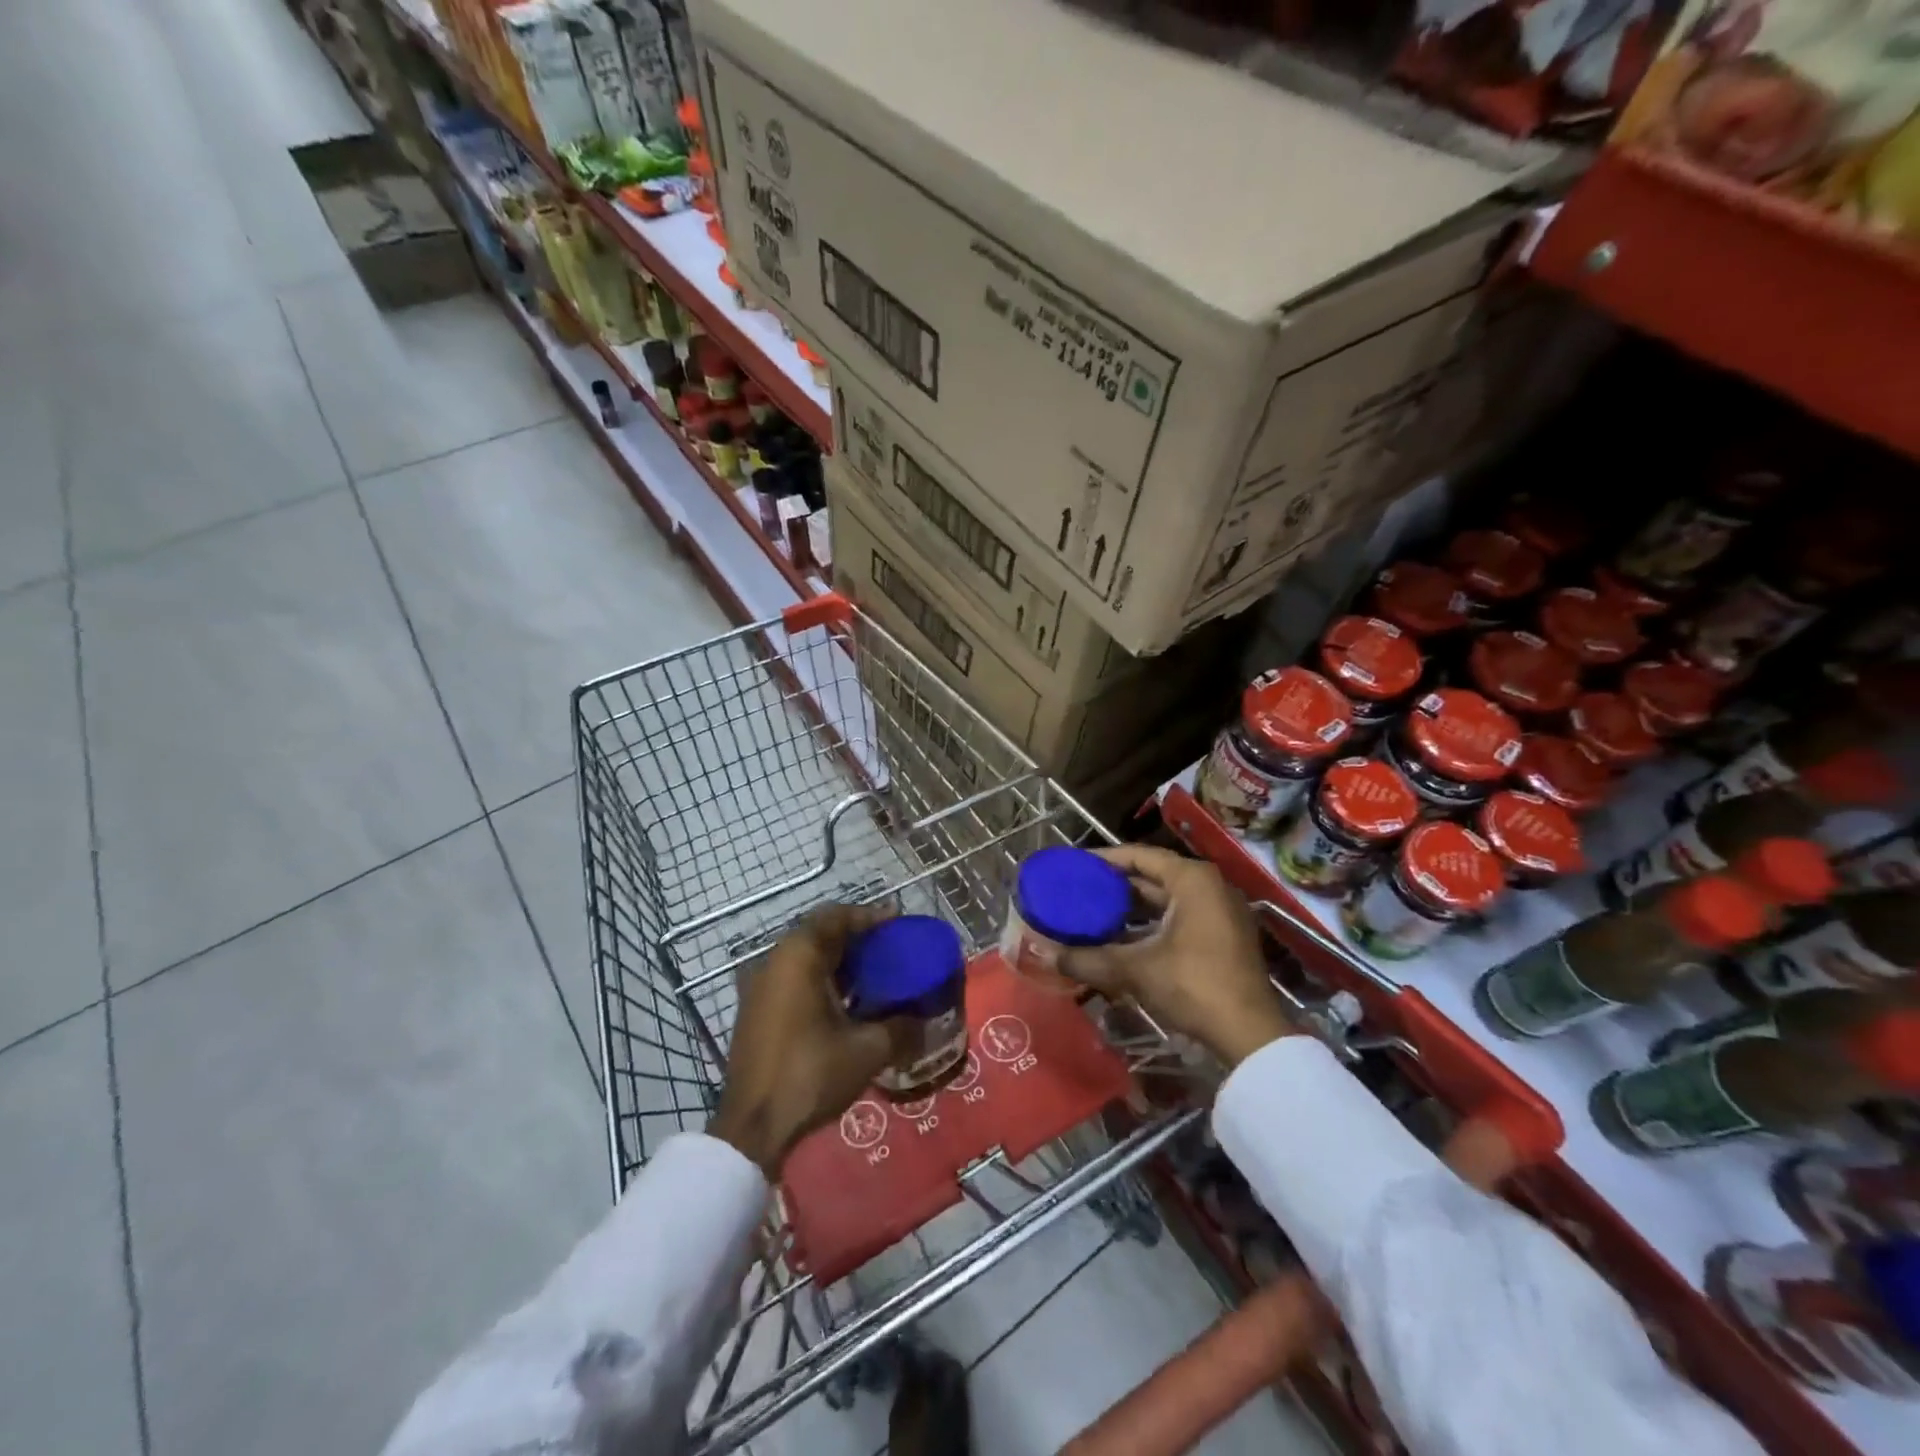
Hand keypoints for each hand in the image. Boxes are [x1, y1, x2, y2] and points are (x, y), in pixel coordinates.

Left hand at [709, 903, 904, 1176]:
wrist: (751, 1127)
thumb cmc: (809, 1074)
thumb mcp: (867, 1050)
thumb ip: (901, 1028)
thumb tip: (924, 1021)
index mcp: (798, 956)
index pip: (836, 916)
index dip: (869, 916)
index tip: (898, 922)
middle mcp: (775, 961)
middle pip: (820, 934)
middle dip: (857, 939)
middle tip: (891, 949)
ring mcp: (761, 987)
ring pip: (806, 959)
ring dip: (839, 962)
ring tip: (876, 976)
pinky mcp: (756, 1012)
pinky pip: (794, 980)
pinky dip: (821, 981)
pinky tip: (847, 1005)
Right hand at [1059, 845, 1295, 1067]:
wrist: (1249, 1034)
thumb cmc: (1193, 985)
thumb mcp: (1136, 969)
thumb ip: (1090, 958)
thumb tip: (1048, 955)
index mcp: (1193, 879)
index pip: (1140, 855)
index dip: (1105, 859)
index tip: (1075, 865)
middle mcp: (1211, 886)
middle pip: (1154, 874)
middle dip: (1117, 884)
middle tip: (1080, 889)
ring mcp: (1222, 911)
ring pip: (1168, 898)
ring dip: (1134, 905)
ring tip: (1095, 911)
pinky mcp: (1225, 935)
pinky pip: (1181, 915)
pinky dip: (1153, 922)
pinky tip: (1125, 936)